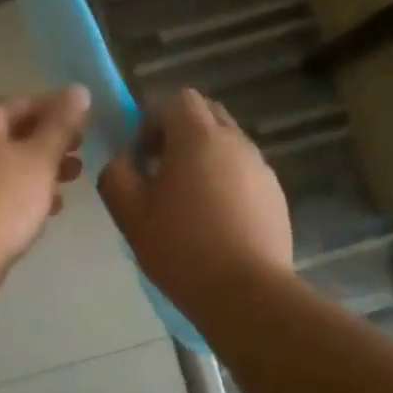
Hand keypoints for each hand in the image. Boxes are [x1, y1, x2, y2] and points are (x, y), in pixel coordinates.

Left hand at [0, 87, 89, 284]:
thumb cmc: (2, 200)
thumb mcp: (40, 158)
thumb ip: (61, 124)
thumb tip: (78, 90)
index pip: (23, 103)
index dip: (57, 109)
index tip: (86, 124)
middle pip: (13, 134)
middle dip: (49, 143)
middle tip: (80, 155)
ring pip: (5, 165)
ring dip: (39, 171)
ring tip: (70, 183)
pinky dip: (21, 194)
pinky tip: (46, 211)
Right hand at [98, 89, 290, 319]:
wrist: (245, 292)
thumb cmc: (180, 247)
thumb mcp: (129, 212)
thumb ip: (116, 174)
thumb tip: (123, 159)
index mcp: (198, 138)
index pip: (178, 99)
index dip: (153, 119)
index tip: (142, 156)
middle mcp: (235, 142)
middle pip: (207, 115)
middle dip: (180, 132)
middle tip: (161, 172)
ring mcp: (261, 168)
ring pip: (228, 144)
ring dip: (204, 159)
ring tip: (187, 202)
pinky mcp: (276, 195)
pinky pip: (244, 173)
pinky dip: (226, 182)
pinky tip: (214, 222)